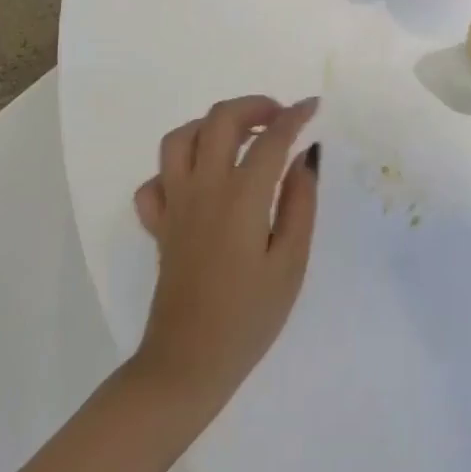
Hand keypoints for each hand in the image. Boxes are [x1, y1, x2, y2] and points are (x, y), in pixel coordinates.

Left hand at [131, 96, 320, 414]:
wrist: (187, 365)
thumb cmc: (248, 317)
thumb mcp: (291, 263)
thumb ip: (300, 203)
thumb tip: (304, 157)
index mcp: (241, 197)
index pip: (271, 138)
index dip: (295, 116)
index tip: (313, 107)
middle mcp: (203, 189)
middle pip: (220, 120)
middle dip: (253, 106)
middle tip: (279, 118)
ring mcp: (175, 204)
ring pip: (180, 138)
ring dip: (211, 126)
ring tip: (239, 138)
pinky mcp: (158, 225)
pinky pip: (156, 180)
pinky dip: (177, 169)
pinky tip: (200, 181)